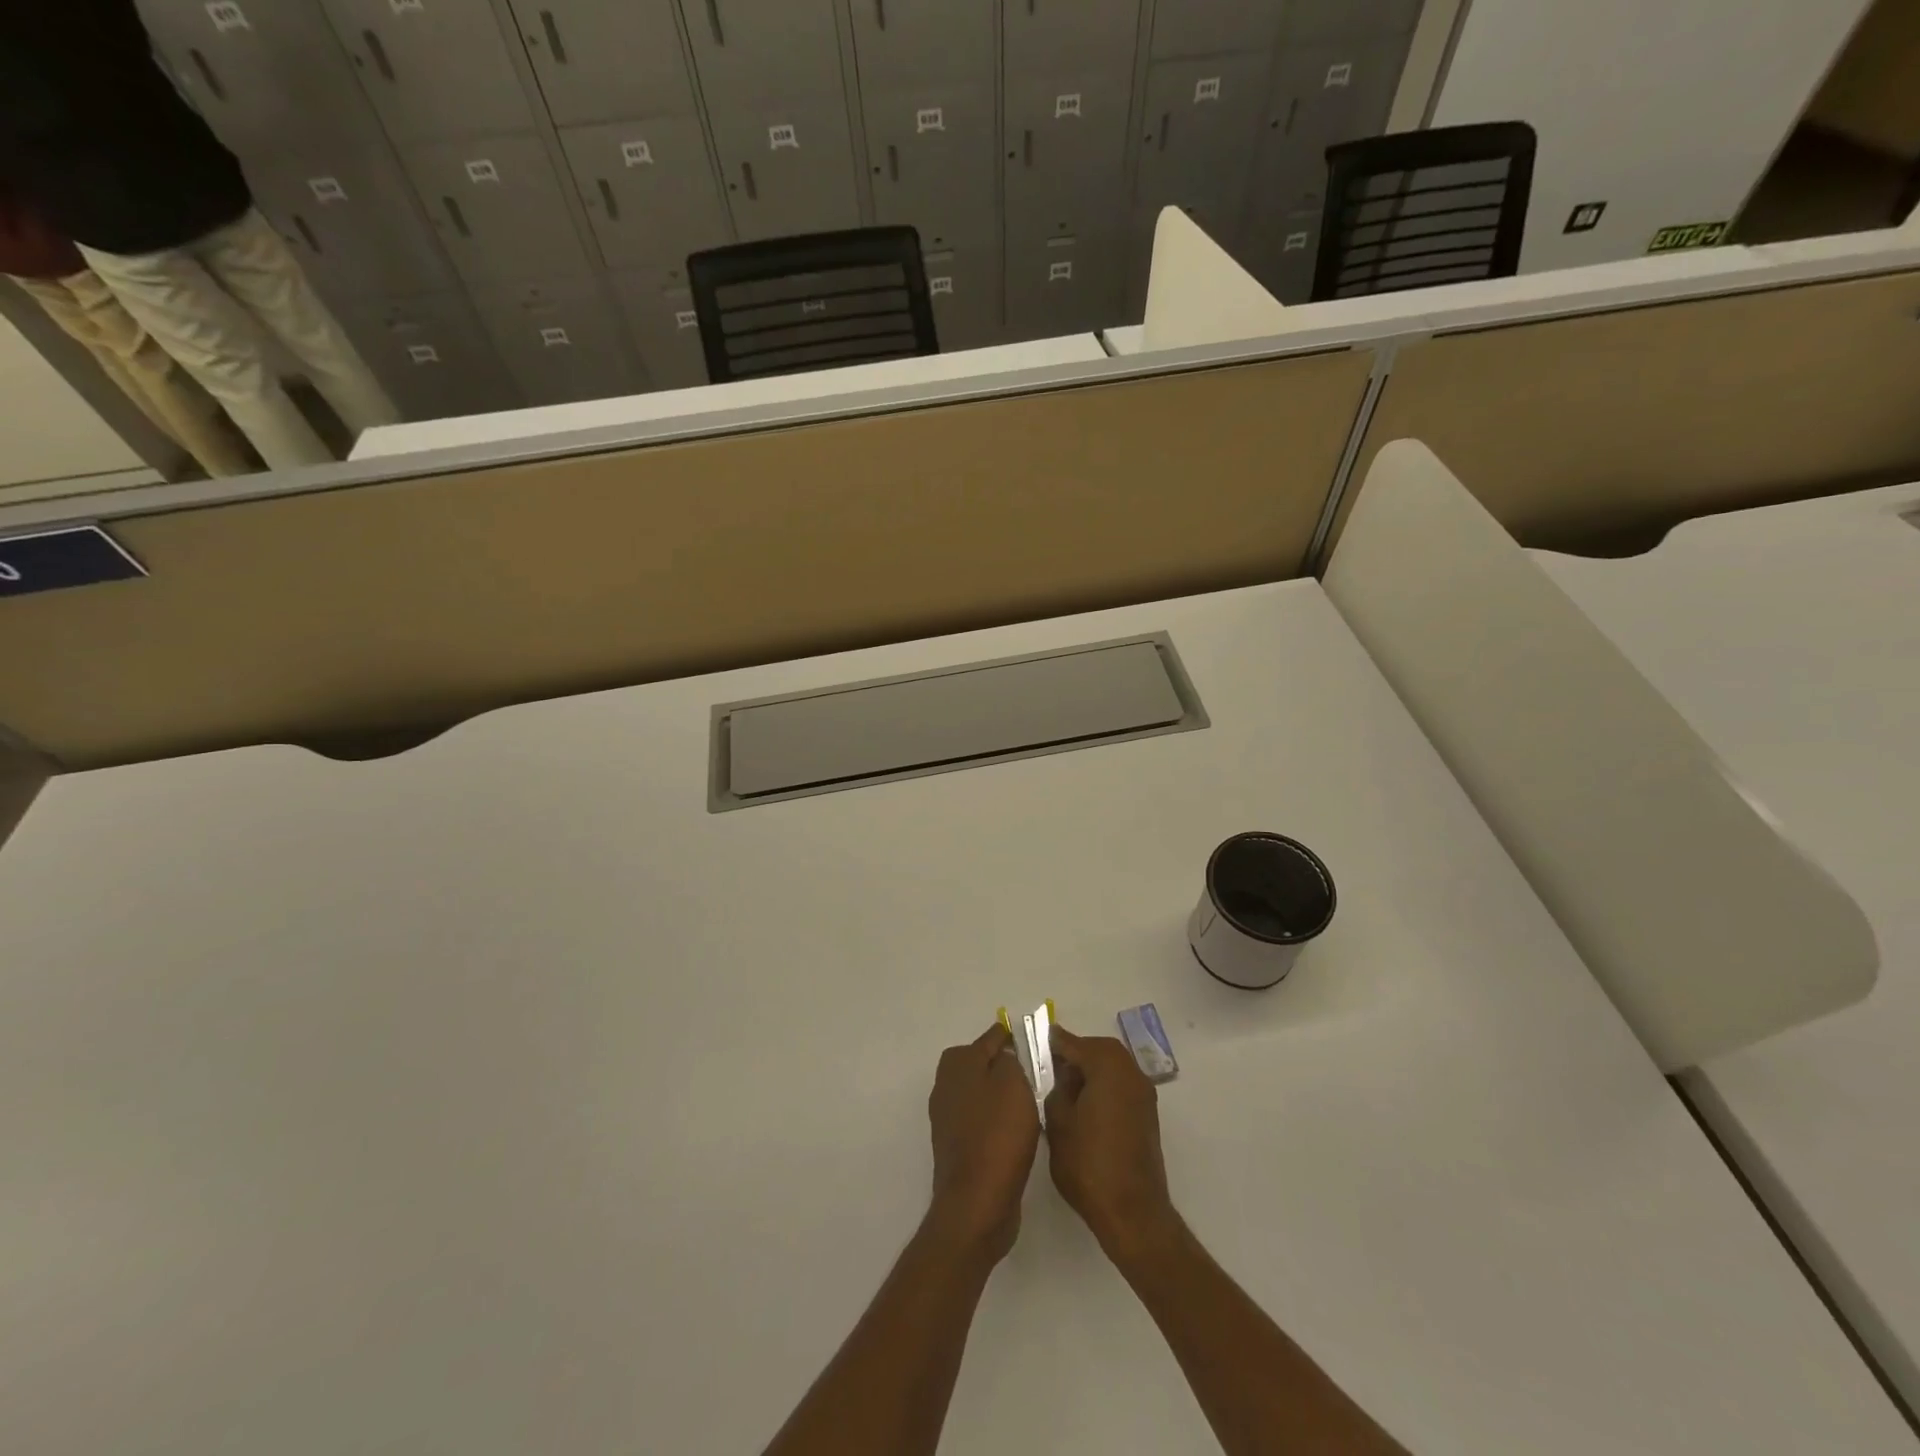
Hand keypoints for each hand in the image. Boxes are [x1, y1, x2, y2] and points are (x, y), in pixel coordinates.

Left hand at [926, 1024, 1040, 1263]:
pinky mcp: (955, 1147)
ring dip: (999, 1094)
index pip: (989, 1038)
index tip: (1030, 1039)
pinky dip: (996, 1120)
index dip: (1009, 1036)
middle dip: (1002, 1064)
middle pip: (978, 1064)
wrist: (976, 1203)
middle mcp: (946, 1086)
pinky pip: (979, 1120)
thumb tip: (1003, 1056)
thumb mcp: (1013, 1083)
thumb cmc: (998, 1135)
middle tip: (1032, 1072)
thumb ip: (1010, 1060)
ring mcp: (947, 1118)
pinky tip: (1016, 1131)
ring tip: (1029, 1102)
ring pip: (979, 1093)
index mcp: (958, 1064)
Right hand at [1044, 1025, 1178, 1260]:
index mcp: (1108, 1066)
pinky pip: (1121, 1086)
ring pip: (1113, 1067)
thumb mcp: (1058, 1123)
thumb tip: (1064, 1075)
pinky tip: (1086, 1105)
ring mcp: (1143, 1094)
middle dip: (1076, 1054)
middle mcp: (1131, 1072)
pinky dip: (1104, 1086)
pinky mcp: (1147, 1115)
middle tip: (1051, 1066)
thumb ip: (1057, 1089)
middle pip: (1099, 1050)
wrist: (1132, 1212)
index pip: (1075, 1043)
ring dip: (1091, 1070)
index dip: (1055, 1042)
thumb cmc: (1088, 1163)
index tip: (1039, 1040)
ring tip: (1066, 1088)